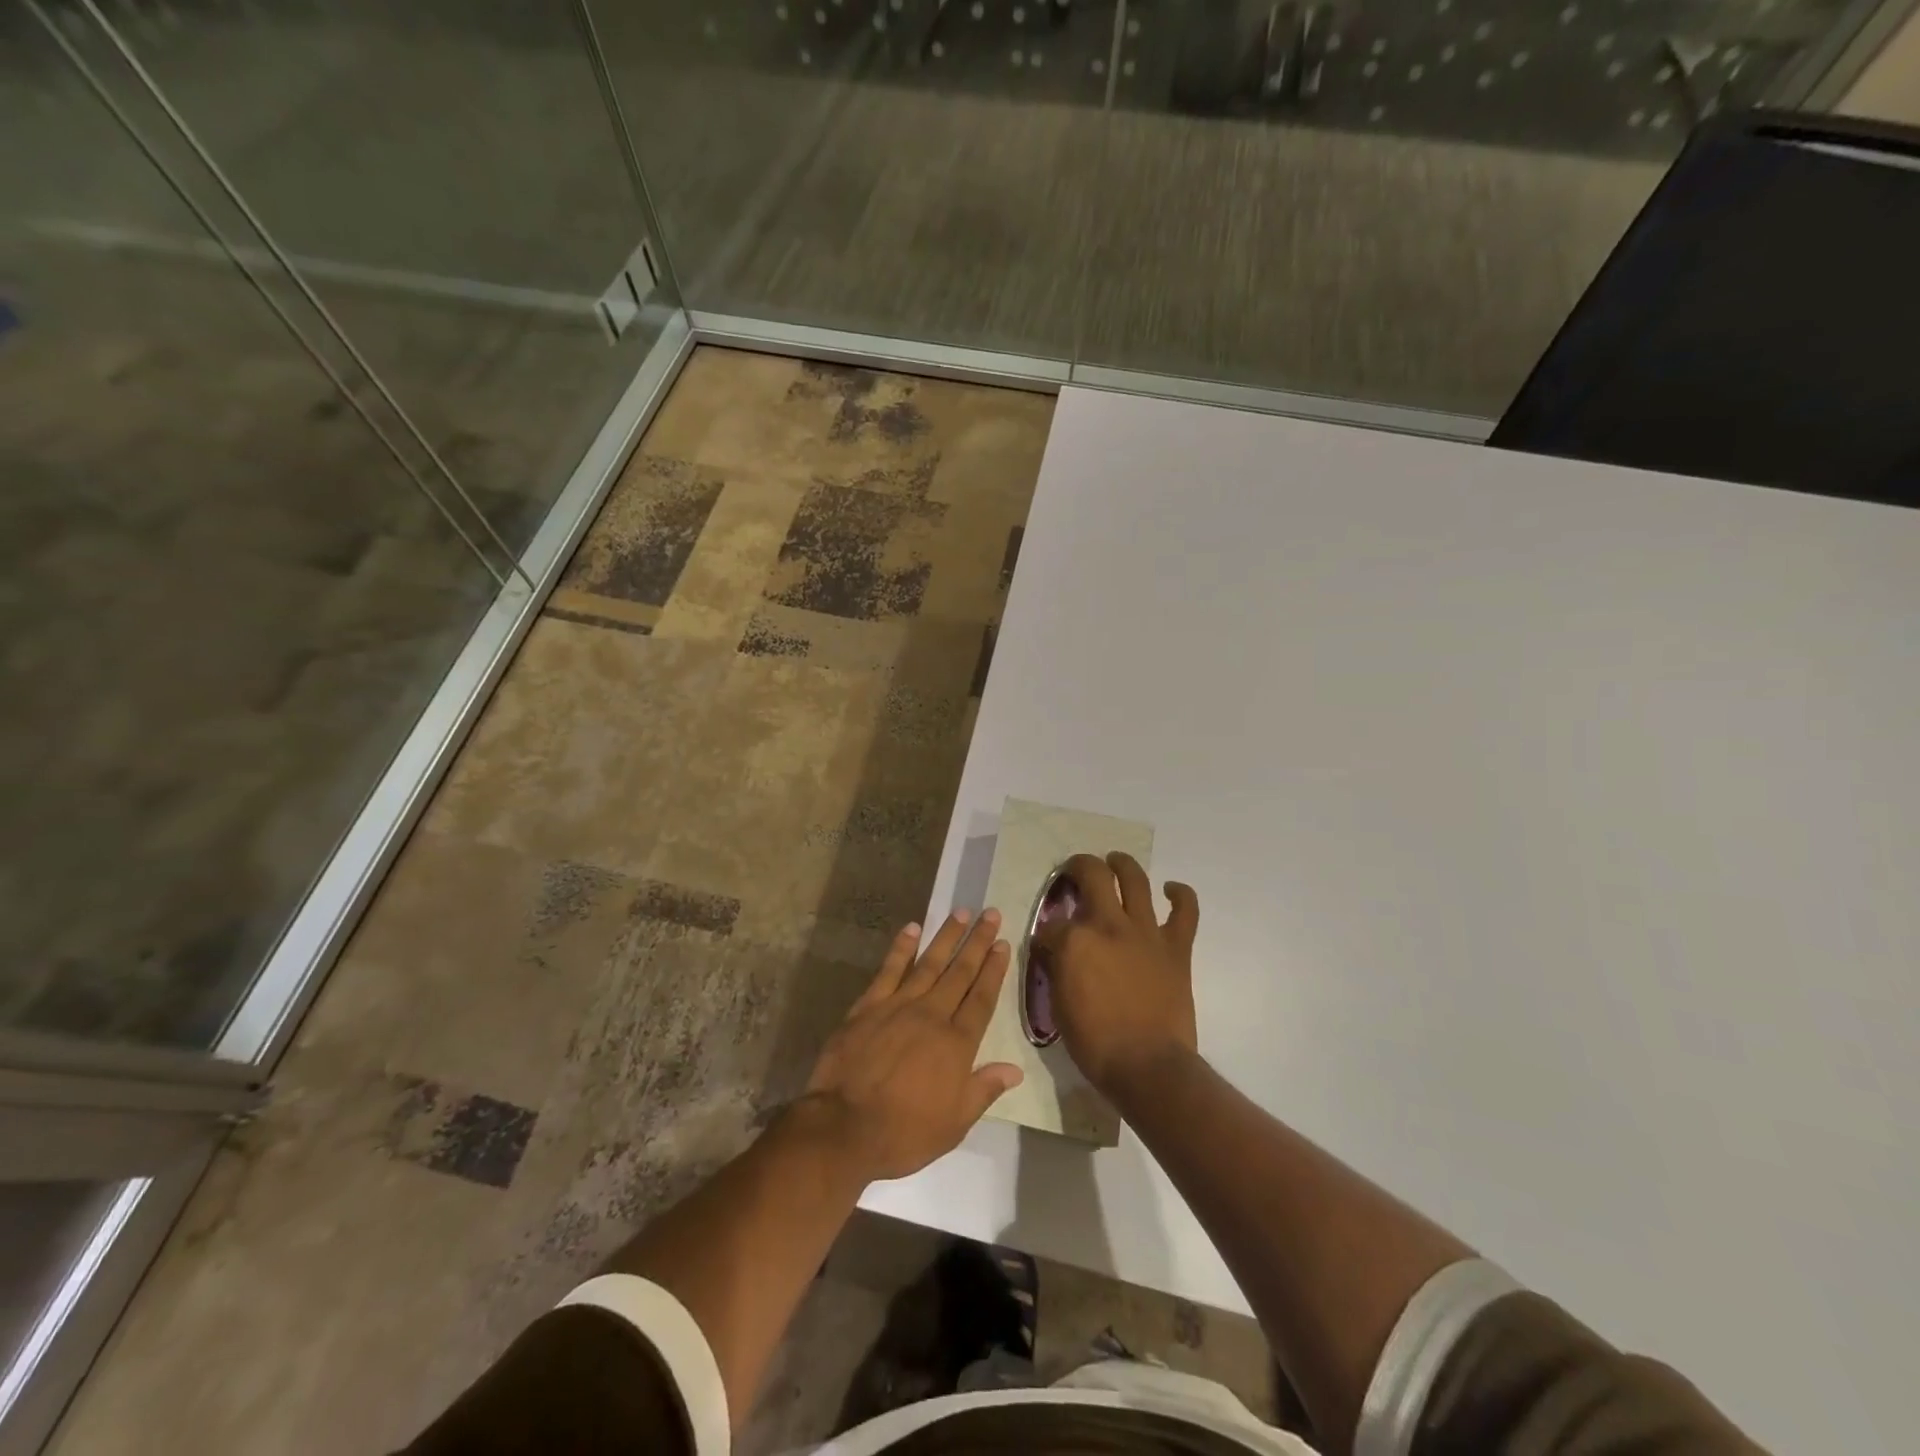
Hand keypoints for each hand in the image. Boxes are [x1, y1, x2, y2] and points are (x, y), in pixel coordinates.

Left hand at [801, 911, 1023, 1181]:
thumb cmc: (904, 1132)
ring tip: (961, 912)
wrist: (843, 1128)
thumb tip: (1015, 1069)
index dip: (994, 970)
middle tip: (991, 914)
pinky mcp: (868, 1006)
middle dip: (977, 942)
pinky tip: (911, 928)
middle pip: (960, 972)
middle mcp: (932, 1015)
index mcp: (956, 1043)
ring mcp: (898, 1006)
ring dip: (946, 936)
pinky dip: (901, 948)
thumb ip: (984, 1089)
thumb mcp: (954, 1123)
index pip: (981, 998)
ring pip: (929, 963)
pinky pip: (889, 970)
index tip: (1003, 944)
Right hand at [1034, 852, 1200, 1099]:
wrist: (1148, 1066)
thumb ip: (1057, 969)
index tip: (1047, 943)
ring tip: (1115, 860)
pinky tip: (1171, 889)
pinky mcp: (1175, 946)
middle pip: (1092, 875)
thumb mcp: (1059, 1006)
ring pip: (1135, 879)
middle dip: (1078, 866)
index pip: (1052, 923)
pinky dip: (1180, 895)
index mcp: (1074, 940)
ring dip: (1122, 864)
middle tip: (1074, 871)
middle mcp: (1108, 924)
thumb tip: (1055, 951)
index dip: (1046, 932)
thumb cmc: (1095, 1044)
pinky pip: (1185, 911)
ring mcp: (1145, 931)